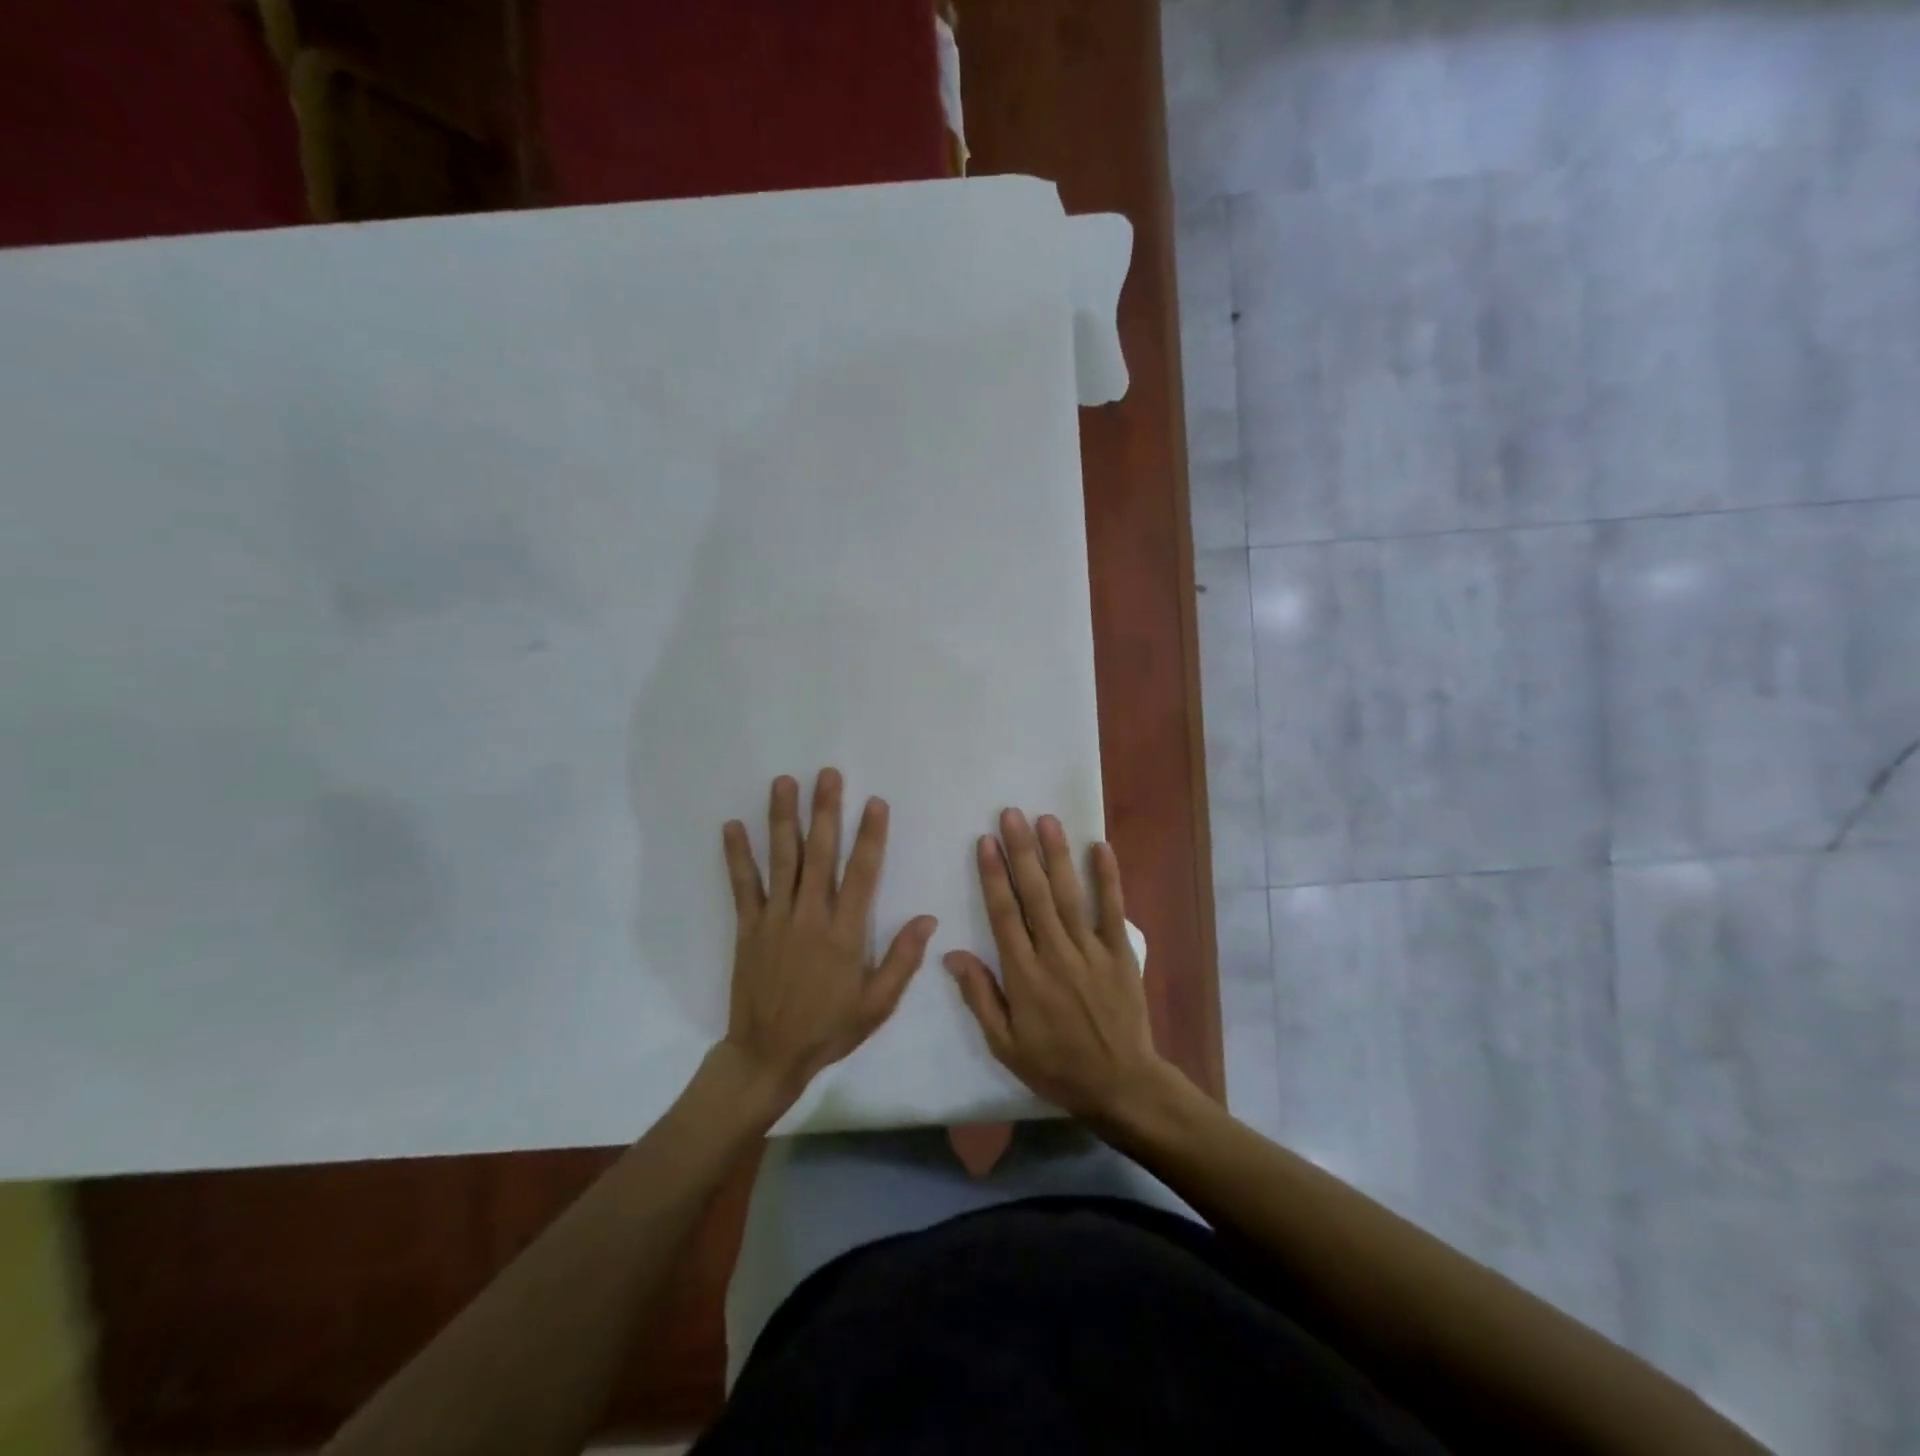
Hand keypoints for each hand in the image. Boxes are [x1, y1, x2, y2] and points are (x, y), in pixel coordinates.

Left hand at [721, 769, 936, 1108]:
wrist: (768, 1055)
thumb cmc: (829, 1029)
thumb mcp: (877, 1004)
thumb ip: (902, 959)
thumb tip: (927, 918)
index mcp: (845, 934)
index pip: (862, 874)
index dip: (870, 836)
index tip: (874, 802)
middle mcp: (810, 917)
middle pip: (820, 854)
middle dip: (825, 811)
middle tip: (828, 775)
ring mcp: (775, 919)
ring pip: (782, 860)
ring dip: (783, 819)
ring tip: (784, 782)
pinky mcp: (748, 928)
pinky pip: (743, 886)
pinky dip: (737, 856)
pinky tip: (732, 826)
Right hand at [944, 809, 1174, 1123]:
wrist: (1120, 1085)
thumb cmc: (1056, 1066)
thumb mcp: (1005, 1045)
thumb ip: (980, 997)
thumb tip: (953, 954)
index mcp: (1024, 975)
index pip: (1004, 914)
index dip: (993, 875)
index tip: (984, 842)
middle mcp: (1056, 954)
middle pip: (1035, 894)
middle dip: (1021, 851)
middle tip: (1010, 814)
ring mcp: (1091, 951)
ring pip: (1070, 894)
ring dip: (1057, 855)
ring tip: (1046, 820)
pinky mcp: (1120, 953)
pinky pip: (1113, 910)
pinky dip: (1108, 878)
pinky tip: (1100, 847)